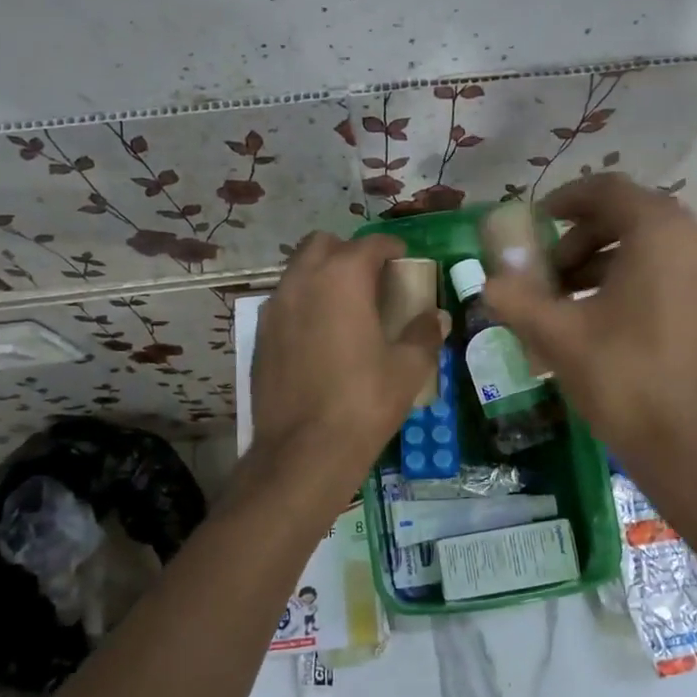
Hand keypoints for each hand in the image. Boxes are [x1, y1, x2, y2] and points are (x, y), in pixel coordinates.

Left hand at [248, 231, 447, 481]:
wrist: (303, 452)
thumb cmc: (363, 402)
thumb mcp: (408, 369)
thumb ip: (424, 334)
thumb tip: (436, 317)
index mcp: (342, 279)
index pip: (370, 244)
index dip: (392, 248)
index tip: (405, 260)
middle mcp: (302, 282)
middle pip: (323, 245)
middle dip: (349, 253)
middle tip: (372, 281)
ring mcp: (275, 308)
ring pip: (298, 272)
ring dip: (323, 277)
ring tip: (347, 308)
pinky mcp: (260, 336)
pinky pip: (285, 303)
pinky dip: (304, 305)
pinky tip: (322, 338)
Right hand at [482, 174, 696, 466]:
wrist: (691, 447)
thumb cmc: (622, 379)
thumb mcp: (557, 334)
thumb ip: (515, 294)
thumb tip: (489, 277)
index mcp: (662, 232)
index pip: (608, 190)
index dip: (565, 201)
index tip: (536, 224)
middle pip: (633, 216)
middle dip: (583, 239)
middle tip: (551, 275)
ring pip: (657, 245)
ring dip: (610, 262)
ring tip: (574, 301)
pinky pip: (680, 270)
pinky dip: (643, 279)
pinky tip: (614, 319)